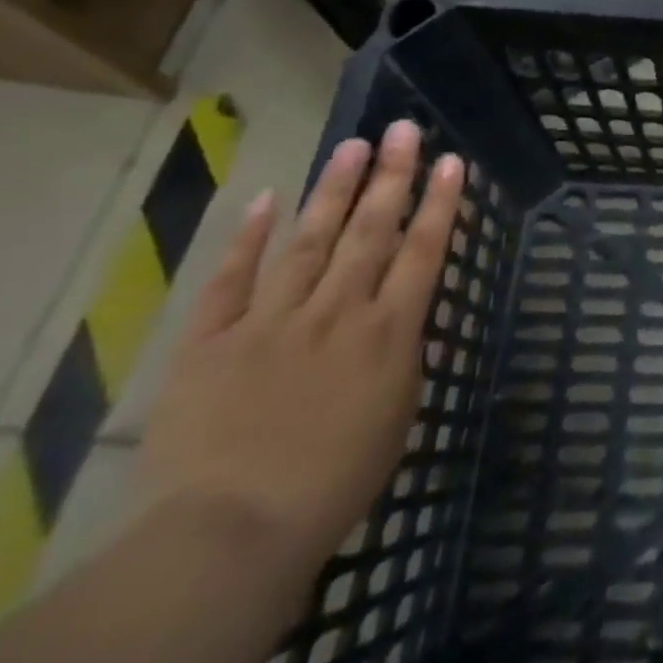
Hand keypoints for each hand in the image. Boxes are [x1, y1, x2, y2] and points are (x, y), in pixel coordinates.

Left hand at [138, 120, 465, 579]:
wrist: (227, 534)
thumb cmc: (333, 484)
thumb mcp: (396, 416)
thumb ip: (402, 356)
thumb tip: (404, 315)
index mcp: (388, 333)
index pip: (424, 252)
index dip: (440, 203)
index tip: (452, 161)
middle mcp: (337, 312)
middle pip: (371, 231)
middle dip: (391, 176)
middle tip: (402, 129)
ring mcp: (271, 321)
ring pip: (310, 240)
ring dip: (333, 189)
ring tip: (351, 145)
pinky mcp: (211, 341)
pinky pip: (231, 279)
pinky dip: (248, 237)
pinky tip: (266, 198)